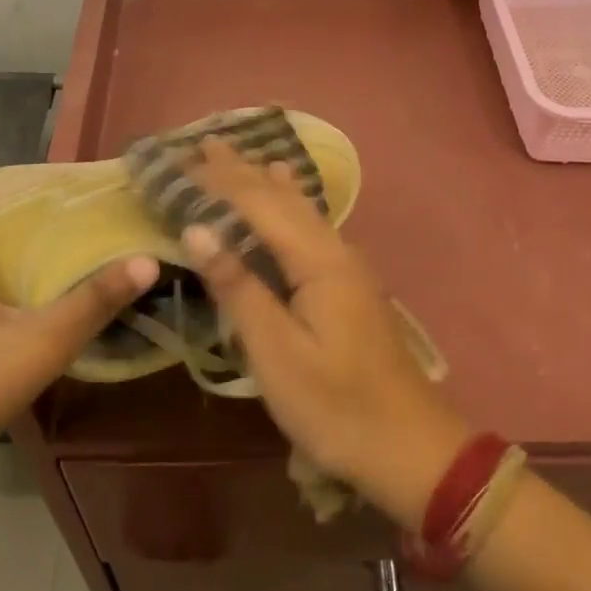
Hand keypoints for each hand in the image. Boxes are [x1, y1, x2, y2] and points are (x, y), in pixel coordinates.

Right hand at [182, 141, 468, 527]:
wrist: (411, 447)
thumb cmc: (337, 407)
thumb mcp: (278, 353)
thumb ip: (239, 288)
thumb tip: (199, 229)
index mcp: (319, 261)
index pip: (259, 203)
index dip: (218, 180)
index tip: (179, 159)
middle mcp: (336, 252)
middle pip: (283, 199)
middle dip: (242, 171)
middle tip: (205, 142)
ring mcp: (348, 269)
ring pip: (300, 212)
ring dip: (265, 184)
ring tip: (242, 158)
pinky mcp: (350, 288)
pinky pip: (310, 231)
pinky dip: (286, 208)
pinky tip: (289, 203)